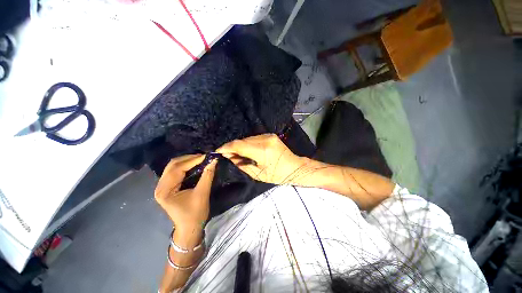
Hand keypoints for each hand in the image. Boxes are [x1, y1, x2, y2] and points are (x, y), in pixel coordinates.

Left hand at [154, 154, 217, 232]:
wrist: (189, 228)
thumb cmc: (195, 213)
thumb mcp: (202, 193)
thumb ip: (208, 175)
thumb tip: (214, 160)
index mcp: (165, 190)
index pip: (178, 169)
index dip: (193, 160)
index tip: (207, 155)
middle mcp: (160, 186)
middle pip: (173, 165)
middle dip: (190, 159)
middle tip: (204, 156)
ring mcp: (162, 186)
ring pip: (174, 166)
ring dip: (188, 161)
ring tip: (201, 159)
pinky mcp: (168, 187)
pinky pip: (176, 171)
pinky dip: (186, 166)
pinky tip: (195, 164)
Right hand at [217, 134, 308, 184]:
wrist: (295, 167)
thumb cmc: (277, 175)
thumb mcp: (258, 174)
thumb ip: (241, 164)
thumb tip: (229, 156)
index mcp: (262, 151)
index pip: (239, 145)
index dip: (226, 147)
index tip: (218, 151)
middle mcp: (265, 140)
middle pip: (242, 141)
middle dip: (233, 147)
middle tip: (227, 155)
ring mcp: (268, 136)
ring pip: (247, 139)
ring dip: (240, 145)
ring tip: (237, 154)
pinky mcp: (270, 135)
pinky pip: (254, 138)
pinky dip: (248, 144)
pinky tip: (247, 150)